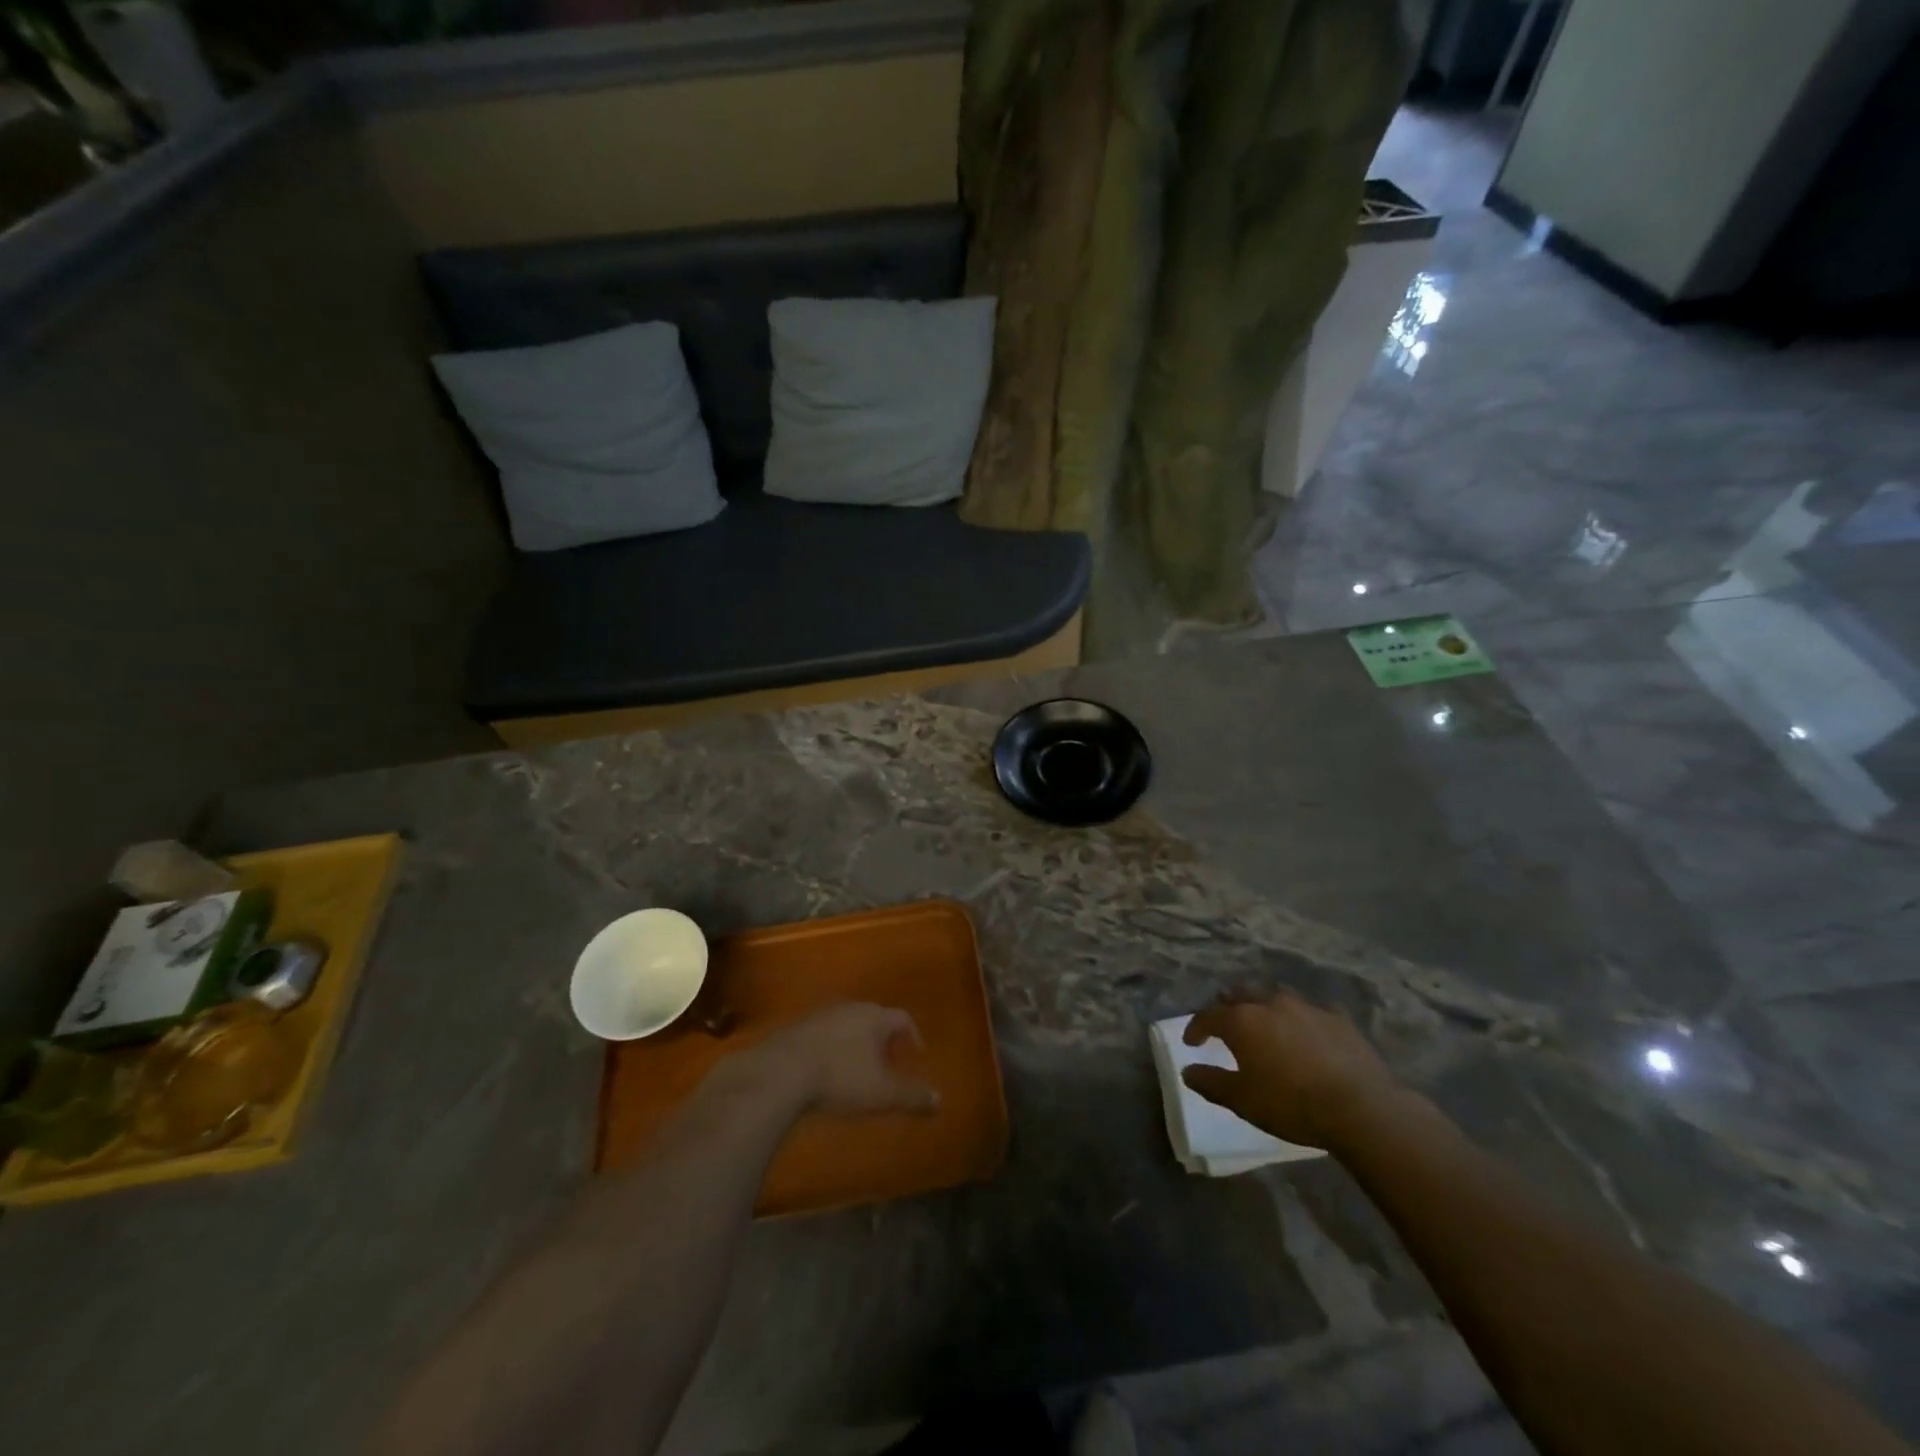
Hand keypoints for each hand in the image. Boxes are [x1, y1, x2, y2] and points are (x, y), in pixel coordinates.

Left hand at [744, 1003, 939, 1116]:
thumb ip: (912, 1096)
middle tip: (888, 1064)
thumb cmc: (840, 1078)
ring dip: (856, 1043)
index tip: (915, 1054)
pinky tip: (826, 1071)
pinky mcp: (796, 1027)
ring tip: (856, 1070)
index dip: (912, 1036)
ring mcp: (821, 1015)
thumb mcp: (881, 1093)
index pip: (902, 1018)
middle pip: (874, 1018)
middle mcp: (850, 1008)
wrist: (781, 1071)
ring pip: (847, 1025)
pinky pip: (823, 1034)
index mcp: (875, 1017)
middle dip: (884, 1040)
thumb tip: (939, 1100)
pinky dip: (832, 1048)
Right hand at [1181, 992, 1403, 1150]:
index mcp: (1242, 1021)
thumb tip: (1187, 1071)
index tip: (1191, 1042)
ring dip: (1263, 1006)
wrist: (1360, 1108)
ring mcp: (1306, 1007)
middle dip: (1228, 1006)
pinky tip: (1306, 1031)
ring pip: (1275, 996)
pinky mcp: (1337, 1018)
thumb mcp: (1242, 1100)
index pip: (1208, 1016)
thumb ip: (1211, 1082)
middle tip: (1225, 1023)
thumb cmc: (1291, 1103)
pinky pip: (1312, 1010)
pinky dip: (1301, 1018)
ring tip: (1263, 1021)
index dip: (1196, 1028)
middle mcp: (1270, 1003)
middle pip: (1240, 995)